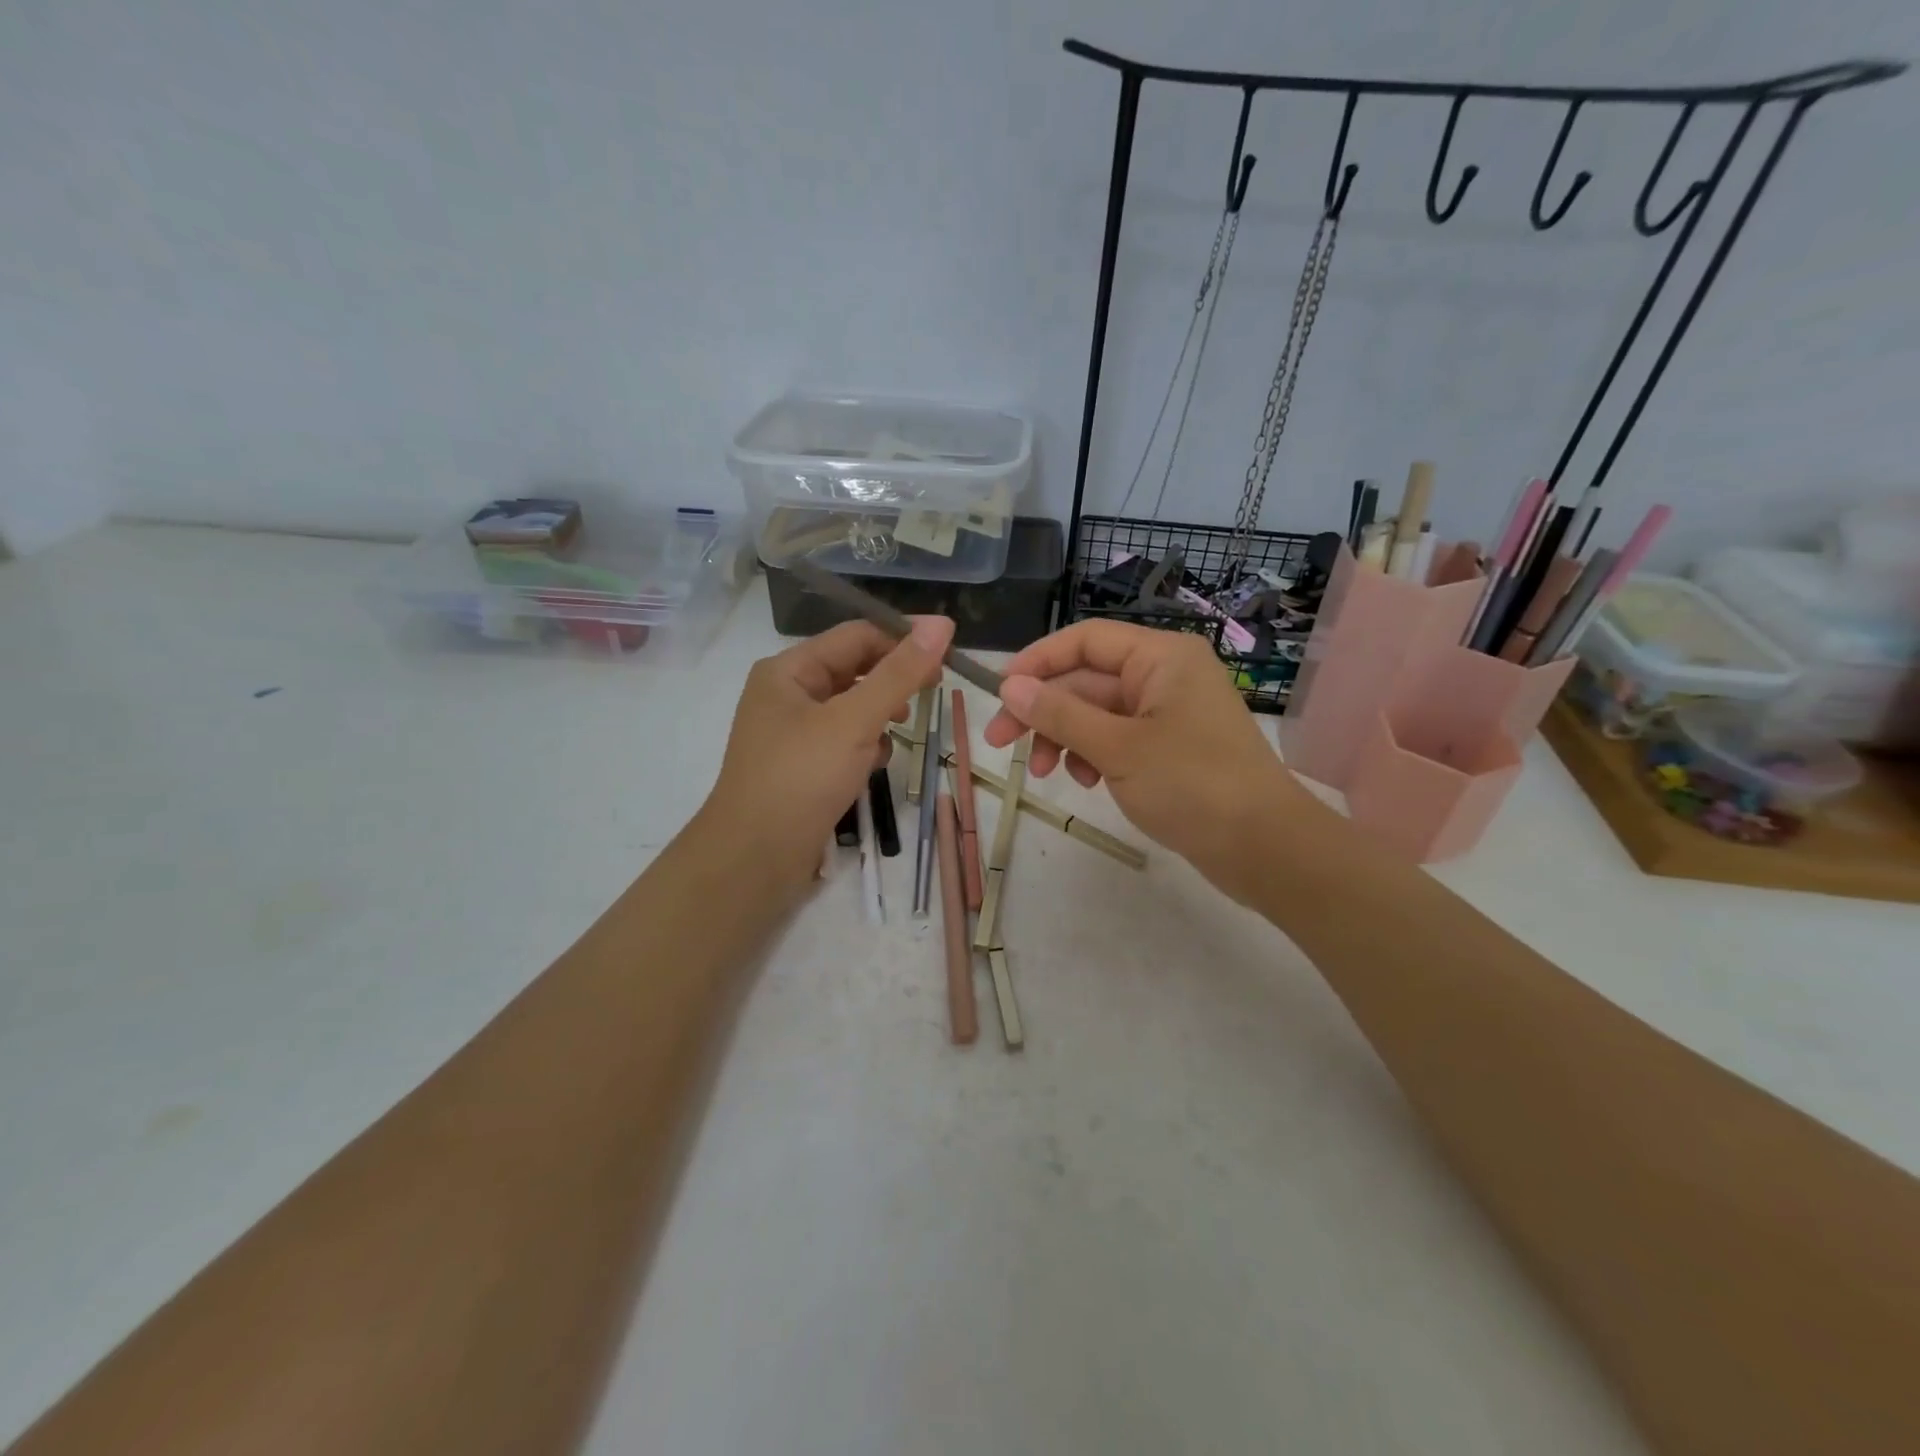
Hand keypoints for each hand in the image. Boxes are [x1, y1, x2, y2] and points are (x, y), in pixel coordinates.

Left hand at [700, 616, 953, 896]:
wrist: (754, 859)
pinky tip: (872, 768)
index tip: (947, 659)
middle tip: (928, 699)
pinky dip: (864, 749)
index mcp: (788, 670)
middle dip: (891, 685)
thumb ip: (899, 674)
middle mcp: (787, 694)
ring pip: (852, 709)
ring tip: (894, 737)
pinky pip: (843, 742)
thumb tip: (941, 624)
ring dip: (879, 719)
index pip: (857, 636)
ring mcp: (793, 733)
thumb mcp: (854, 721)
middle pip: (854, 671)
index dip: (902, 642)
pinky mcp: (802, 767)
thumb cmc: (801, 778)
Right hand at [982, 621, 1307, 905]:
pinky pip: (1117, 739)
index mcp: (1160, 657)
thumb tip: (1011, 686)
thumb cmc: (1192, 784)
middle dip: (1044, 711)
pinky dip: (1094, 756)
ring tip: (1048, 774)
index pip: (1085, 640)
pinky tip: (1086, 783)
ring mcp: (1169, 714)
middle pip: (1087, 680)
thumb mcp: (1117, 748)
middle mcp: (1165, 676)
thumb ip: (1060, 714)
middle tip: (1000, 743)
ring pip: (1098, 713)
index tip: (1000, 691)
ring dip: (1065, 738)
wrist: (1265, 848)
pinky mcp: (1170, 748)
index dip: (1038, 661)